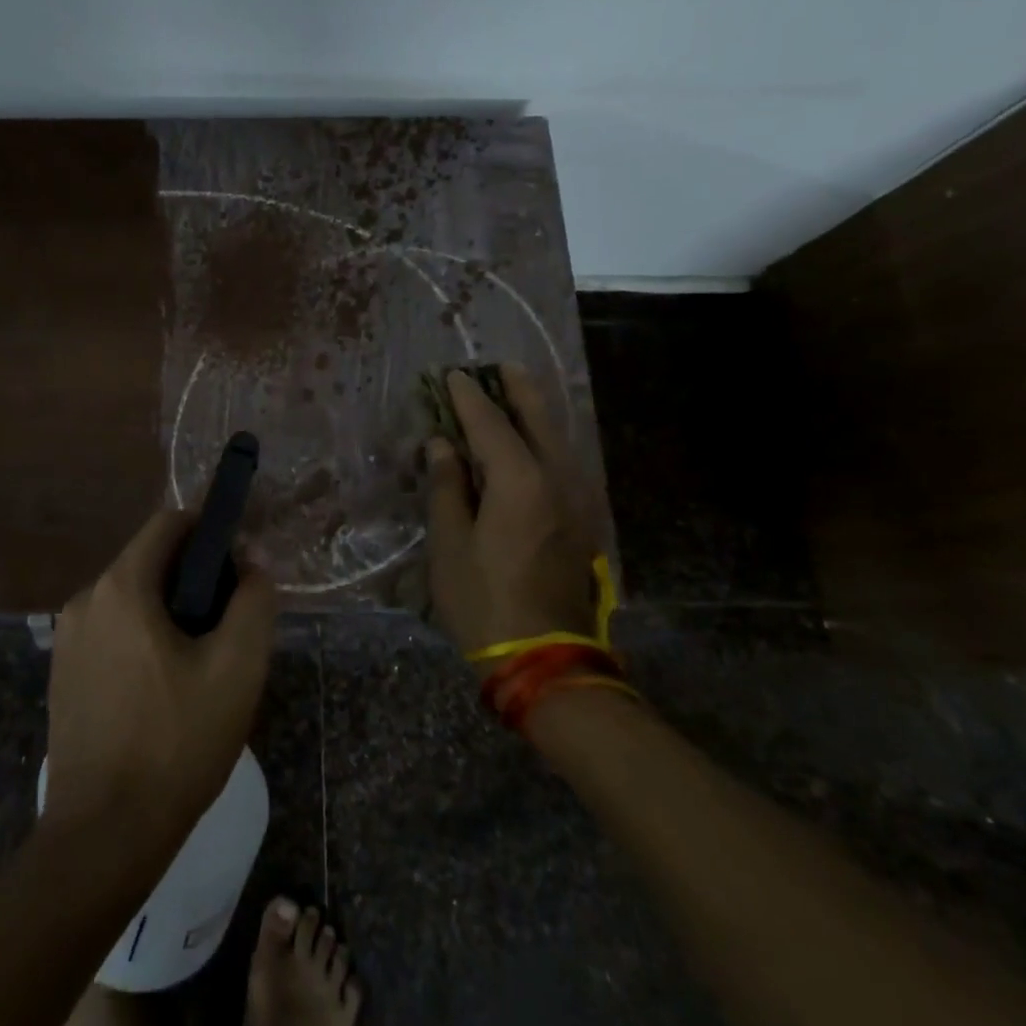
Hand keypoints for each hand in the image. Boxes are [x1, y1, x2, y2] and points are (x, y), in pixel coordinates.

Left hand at [44, 510, 278, 854]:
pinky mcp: (63, 673)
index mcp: (121, 586)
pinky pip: (112, 632)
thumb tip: (252, 560)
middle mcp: (85, 600)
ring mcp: (67, 639)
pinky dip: (142, 640)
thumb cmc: (177, 743)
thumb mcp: (237, 668)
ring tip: (201, 665)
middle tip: (227, 628)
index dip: (210, 533)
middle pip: (150, 561)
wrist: (104, 835)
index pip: (169, 523)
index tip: (239, 570)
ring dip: (169, 613)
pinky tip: (164, 691)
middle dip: (194, 580)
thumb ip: (253, 601)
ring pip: (131, 599)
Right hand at [425, 364, 601, 654]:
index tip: (452, 375)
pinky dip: (546, 440)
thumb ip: (447, 486)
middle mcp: (557, 479)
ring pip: (559, 439)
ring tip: (517, 392)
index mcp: (519, 481)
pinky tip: (533, 442)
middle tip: (501, 366)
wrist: (545, 659)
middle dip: (518, 390)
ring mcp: (578, 500)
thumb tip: (442, 445)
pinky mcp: (583, 521)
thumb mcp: (450, 544)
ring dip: (536, 412)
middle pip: (538, 419)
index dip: (468, 397)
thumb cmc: (484, 600)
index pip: (489, 423)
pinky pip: (565, 462)